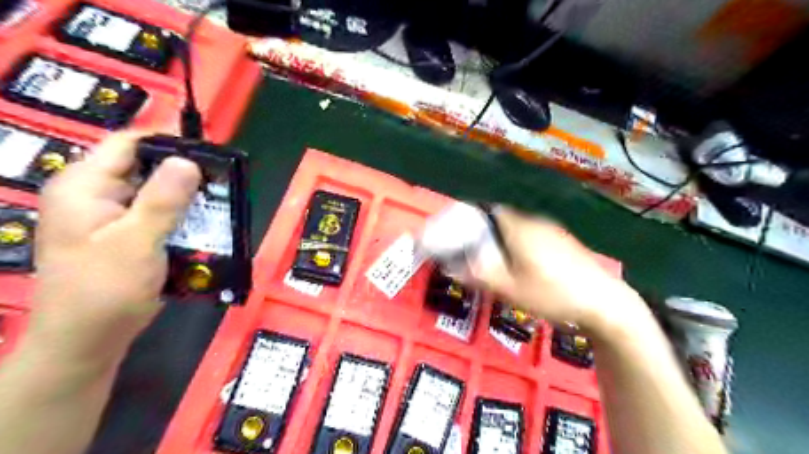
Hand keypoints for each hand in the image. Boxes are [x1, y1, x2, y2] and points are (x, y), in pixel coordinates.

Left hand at [24, 130, 201, 360]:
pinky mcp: (124, 235)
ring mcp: (109, 217)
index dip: (170, 143)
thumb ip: (163, 200)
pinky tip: (204, 225)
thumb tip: (189, 160)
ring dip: (187, 199)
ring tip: (220, 204)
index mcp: (85, 186)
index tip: (211, 154)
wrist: (87, 341)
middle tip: (223, 183)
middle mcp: (95, 195)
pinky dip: (181, 217)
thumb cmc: (105, 290)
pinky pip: (157, 215)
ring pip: (155, 193)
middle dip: (185, 175)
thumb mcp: (138, 241)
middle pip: (145, 168)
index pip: (129, 144)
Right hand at [468, 208, 645, 337]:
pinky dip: (522, 245)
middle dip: (488, 233)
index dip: (473, 219)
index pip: (489, 210)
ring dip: (506, 240)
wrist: (604, 303)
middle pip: (503, 219)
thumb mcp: (510, 289)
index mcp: (519, 228)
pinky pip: (534, 235)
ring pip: (520, 228)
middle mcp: (535, 222)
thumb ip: (479, 275)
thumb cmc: (552, 294)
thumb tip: (451, 267)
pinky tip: (527, 267)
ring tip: (501, 264)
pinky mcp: (565, 241)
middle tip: (480, 255)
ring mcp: (553, 230)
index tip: (463, 236)